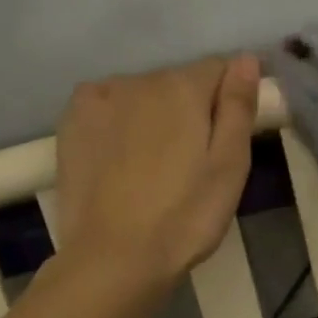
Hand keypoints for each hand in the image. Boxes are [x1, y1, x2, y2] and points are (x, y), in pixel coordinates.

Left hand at [52, 55, 260, 290]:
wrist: (113, 258)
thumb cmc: (185, 217)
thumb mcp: (230, 166)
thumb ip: (238, 106)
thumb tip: (246, 59)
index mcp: (183, 87)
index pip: (219, 69)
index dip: (228, 101)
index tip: (224, 140)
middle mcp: (139, 80)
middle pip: (178, 82)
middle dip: (189, 110)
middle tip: (190, 163)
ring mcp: (100, 98)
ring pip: (142, 95)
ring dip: (153, 115)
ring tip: (152, 166)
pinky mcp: (72, 121)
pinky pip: (107, 105)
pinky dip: (118, 120)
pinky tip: (119, 157)